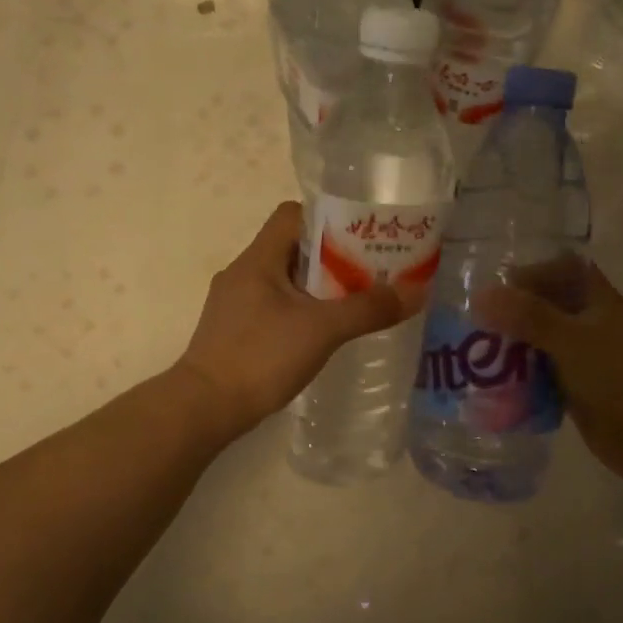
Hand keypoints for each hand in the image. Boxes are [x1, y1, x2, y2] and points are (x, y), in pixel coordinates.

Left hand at [174, 202, 425, 442]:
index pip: (292, 215)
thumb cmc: (261, 357)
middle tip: (371, 273)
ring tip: (354, 303)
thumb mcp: (322, 330)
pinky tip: (321, 334)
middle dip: (333, 258)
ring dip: (317, 288)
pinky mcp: (233, 332)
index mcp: (258, 259)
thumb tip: (417, 290)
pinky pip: (273, 308)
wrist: (206, 407)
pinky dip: (300, 312)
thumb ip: (368, 309)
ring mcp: (234, 304)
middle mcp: (242, 273)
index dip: (329, 219)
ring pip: (284, 281)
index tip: (362, 237)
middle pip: (292, 248)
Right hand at [477, 259, 622, 493]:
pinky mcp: (575, 388)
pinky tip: (494, 384)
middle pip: (545, 306)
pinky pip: (540, 373)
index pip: (562, 269)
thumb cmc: (620, 379)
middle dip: (511, 313)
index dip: (532, 272)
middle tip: (475, 325)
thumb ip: (528, 316)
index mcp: (598, 301)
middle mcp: (590, 324)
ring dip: (511, 346)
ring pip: (539, 342)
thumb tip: (480, 295)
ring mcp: (583, 358)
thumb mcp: (572, 341)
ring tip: (476, 354)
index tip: (495, 288)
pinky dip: (519, 376)